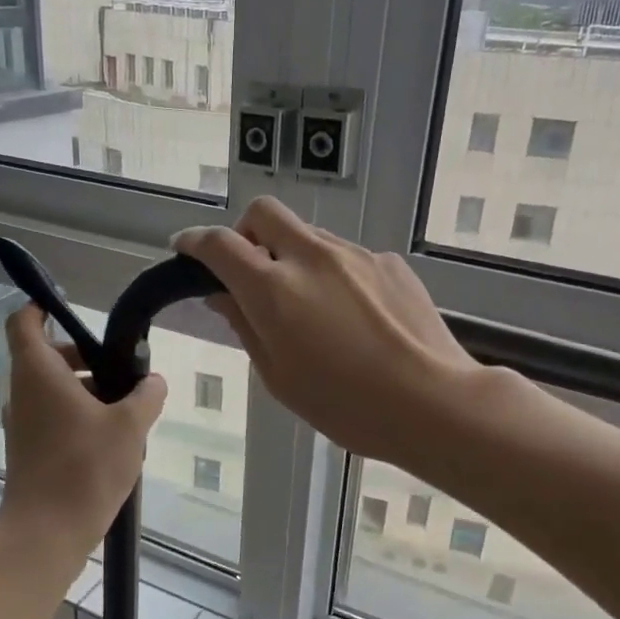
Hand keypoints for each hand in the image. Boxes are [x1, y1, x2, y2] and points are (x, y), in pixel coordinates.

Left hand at [0, 304, 166, 557]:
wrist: (46, 534)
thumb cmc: (85, 469)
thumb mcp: (129, 426)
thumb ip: (147, 395)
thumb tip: (154, 381)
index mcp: (38, 373)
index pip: (25, 322)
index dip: (41, 306)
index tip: (70, 307)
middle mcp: (23, 393)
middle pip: (47, 356)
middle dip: (85, 358)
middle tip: (121, 373)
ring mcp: (23, 424)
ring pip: (53, 389)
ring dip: (87, 391)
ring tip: (126, 413)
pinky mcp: (29, 450)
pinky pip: (54, 417)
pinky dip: (79, 416)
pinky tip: (112, 441)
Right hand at [174, 198, 482, 467]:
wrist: (433, 402)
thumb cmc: (346, 405)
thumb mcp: (280, 376)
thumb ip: (245, 326)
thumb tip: (221, 294)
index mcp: (274, 288)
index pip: (220, 244)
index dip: (195, 242)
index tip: (186, 249)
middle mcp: (312, 257)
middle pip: (264, 213)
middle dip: (246, 232)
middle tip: (250, 271)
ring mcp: (355, 255)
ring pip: (309, 236)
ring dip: (294, 257)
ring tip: (311, 308)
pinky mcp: (389, 262)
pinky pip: (348, 257)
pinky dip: (334, 275)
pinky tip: (354, 317)